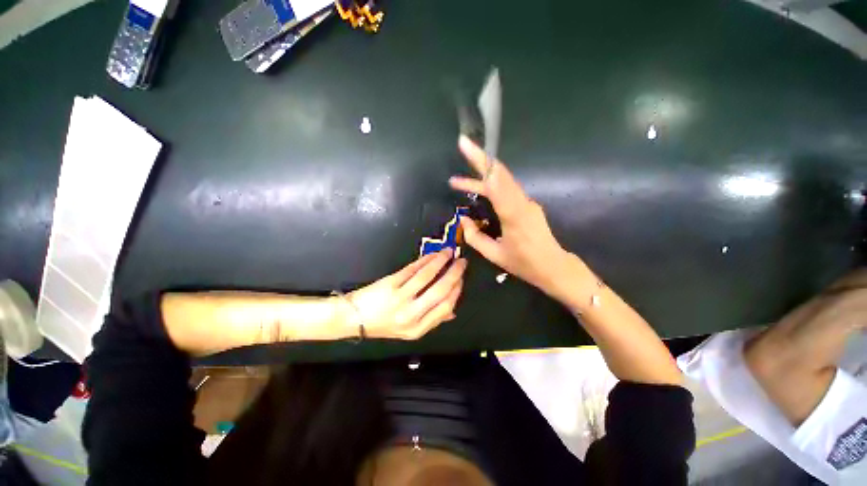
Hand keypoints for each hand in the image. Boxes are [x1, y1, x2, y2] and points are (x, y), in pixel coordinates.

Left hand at [344, 249, 466, 339]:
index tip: (461, 278)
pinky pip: (413, 269)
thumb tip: (452, 311)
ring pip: (427, 275)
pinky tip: (433, 254)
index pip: (445, 307)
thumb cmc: (382, 324)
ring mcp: (400, 298)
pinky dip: (426, 259)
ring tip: (449, 252)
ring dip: (441, 261)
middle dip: (454, 273)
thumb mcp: (408, 330)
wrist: (352, 318)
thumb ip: (431, 320)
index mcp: (417, 328)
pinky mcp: (390, 283)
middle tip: (461, 262)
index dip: (457, 290)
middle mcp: (410, 314)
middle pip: (440, 290)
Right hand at [449, 135, 572, 297]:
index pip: (495, 181)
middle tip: (462, 146)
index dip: (480, 161)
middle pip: (500, 173)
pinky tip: (478, 192)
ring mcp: (527, 202)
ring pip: (502, 181)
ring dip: (480, 177)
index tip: (465, 145)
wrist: (554, 267)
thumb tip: (463, 220)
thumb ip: (475, 237)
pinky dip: (490, 186)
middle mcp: (522, 202)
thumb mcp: (494, 255)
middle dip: (479, 158)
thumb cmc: (524, 263)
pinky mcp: (527, 205)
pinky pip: (507, 190)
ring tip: (458, 183)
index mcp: (513, 214)